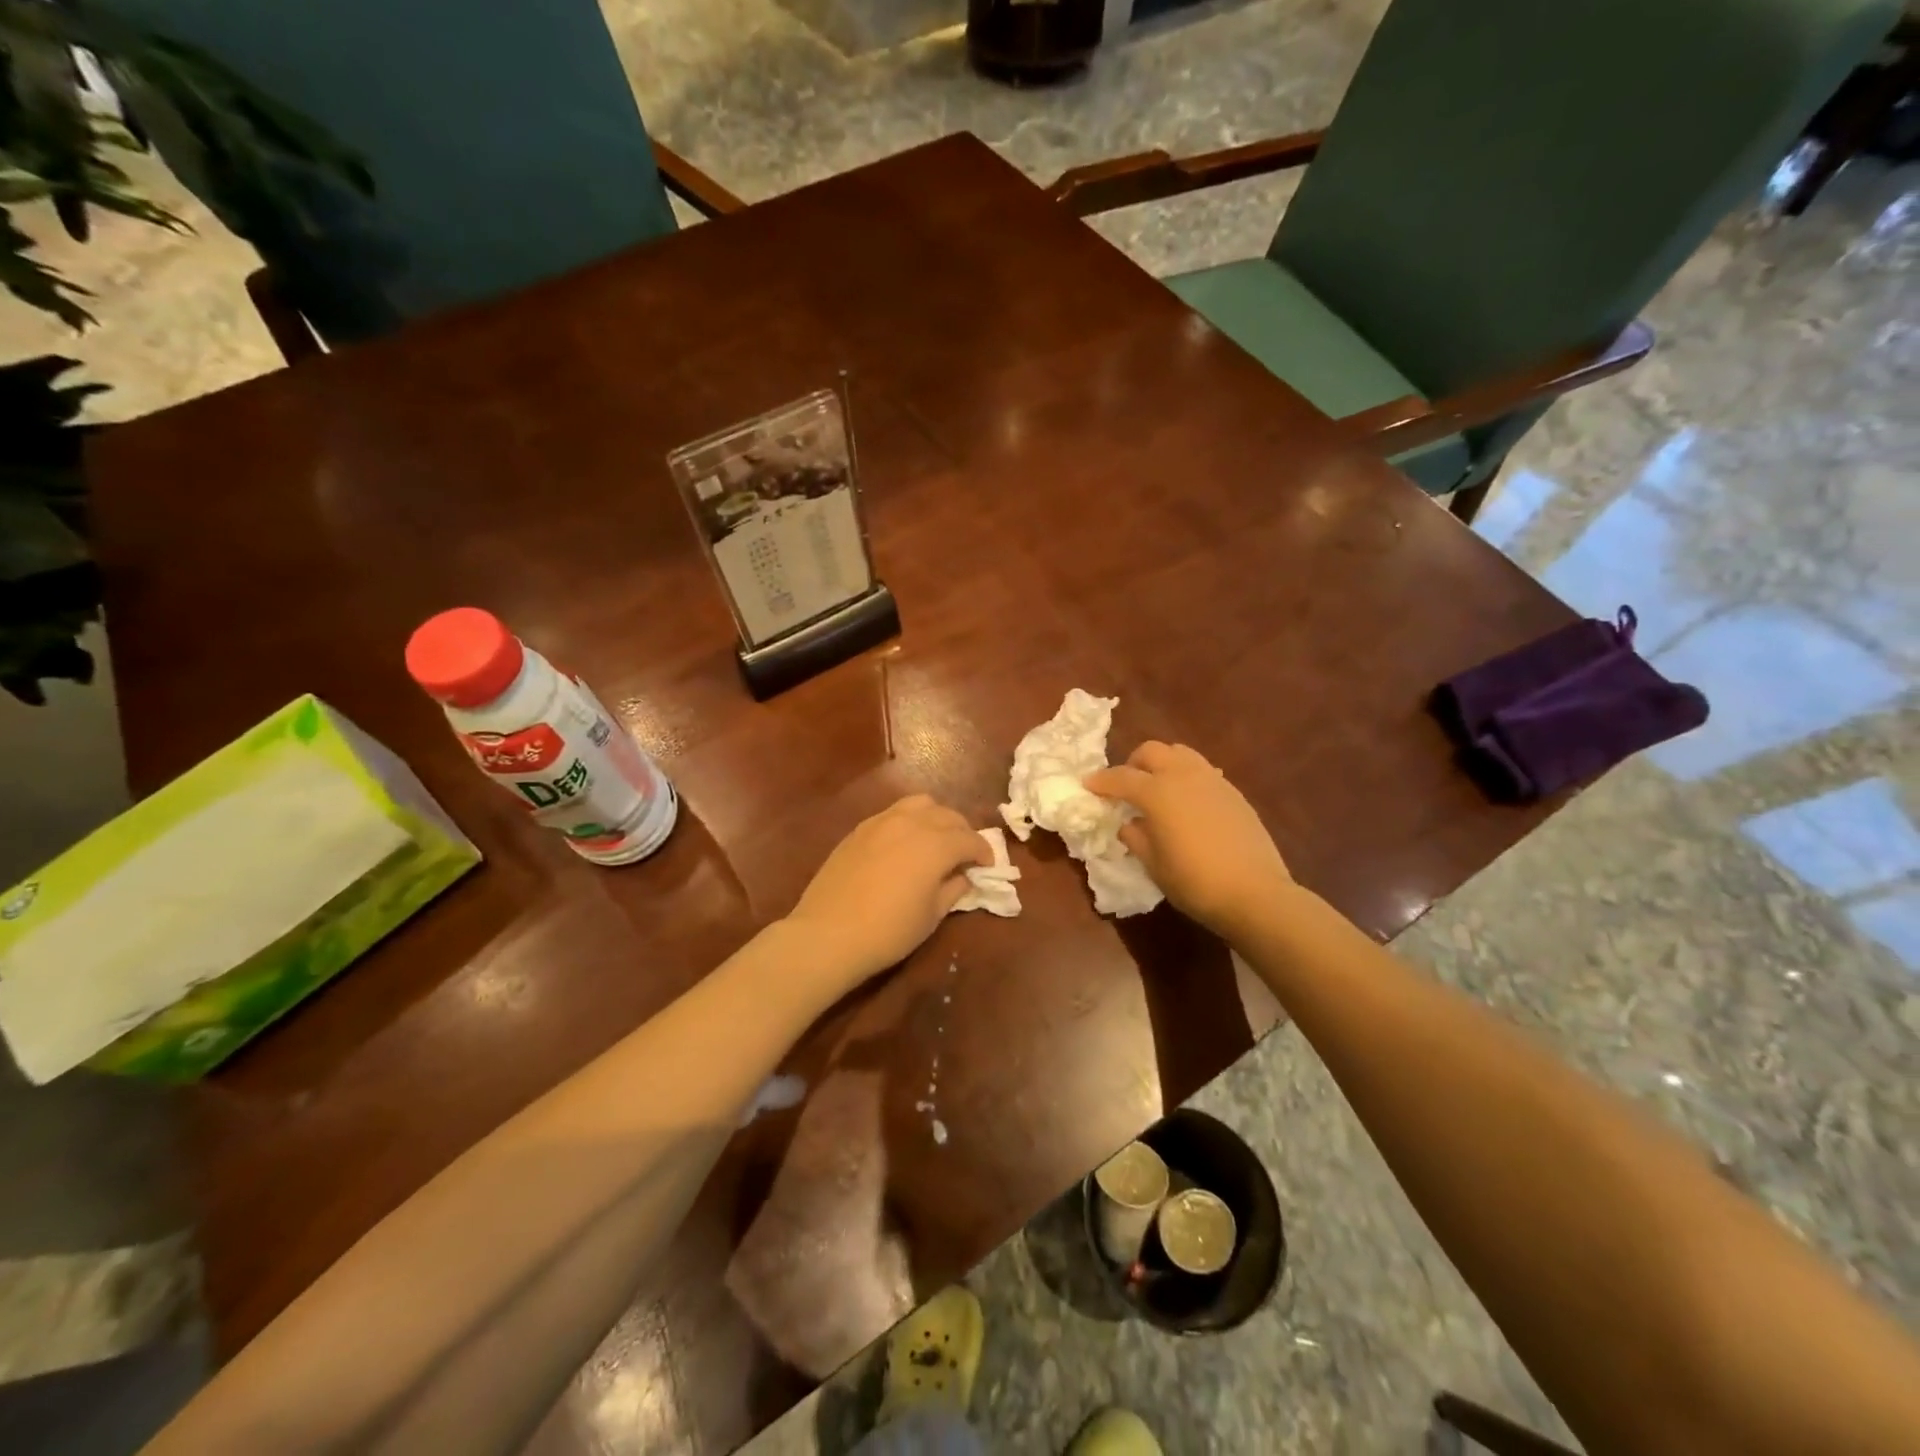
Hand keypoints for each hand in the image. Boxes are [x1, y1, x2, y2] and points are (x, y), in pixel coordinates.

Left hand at [784, 795, 991, 987]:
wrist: (828, 934)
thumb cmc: (888, 931)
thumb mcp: (931, 916)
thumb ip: (953, 889)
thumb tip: (963, 875)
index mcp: (935, 844)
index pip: (970, 839)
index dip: (984, 851)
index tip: (987, 865)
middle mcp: (911, 823)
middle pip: (948, 815)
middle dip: (963, 832)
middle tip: (965, 854)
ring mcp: (882, 821)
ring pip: (920, 804)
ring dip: (936, 818)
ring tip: (937, 839)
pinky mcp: (860, 829)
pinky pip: (894, 813)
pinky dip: (910, 820)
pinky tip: (906, 843)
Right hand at [1085, 742, 1291, 936]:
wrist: (1255, 893)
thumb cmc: (1194, 882)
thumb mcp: (1153, 864)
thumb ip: (1136, 837)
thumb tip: (1129, 823)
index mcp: (1157, 793)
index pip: (1121, 777)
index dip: (1101, 781)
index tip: (1088, 786)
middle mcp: (1183, 776)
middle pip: (1151, 751)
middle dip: (1133, 764)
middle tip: (1126, 786)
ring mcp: (1212, 780)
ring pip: (1180, 753)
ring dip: (1162, 764)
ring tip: (1157, 788)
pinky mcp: (1233, 792)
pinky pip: (1202, 770)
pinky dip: (1186, 777)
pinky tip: (1187, 802)